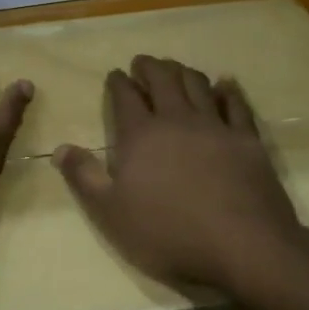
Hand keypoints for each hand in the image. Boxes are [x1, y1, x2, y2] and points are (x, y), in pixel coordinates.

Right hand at [54, 55, 308, 292]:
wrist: (242, 247)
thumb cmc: (168, 233)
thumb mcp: (110, 213)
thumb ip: (84, 177)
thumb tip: (60, 147)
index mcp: (140, 134)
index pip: (125, 96)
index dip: (118, 82)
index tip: (115, 74)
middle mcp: (177, 119)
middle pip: (162, 80)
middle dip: (149, 67)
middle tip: (142, 63)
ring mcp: (215, 126)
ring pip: (197, 85)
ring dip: (183, 71)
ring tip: (176, 68)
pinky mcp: (247, 139)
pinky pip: (236, 104)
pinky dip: (228, 90)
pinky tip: (225, 84)